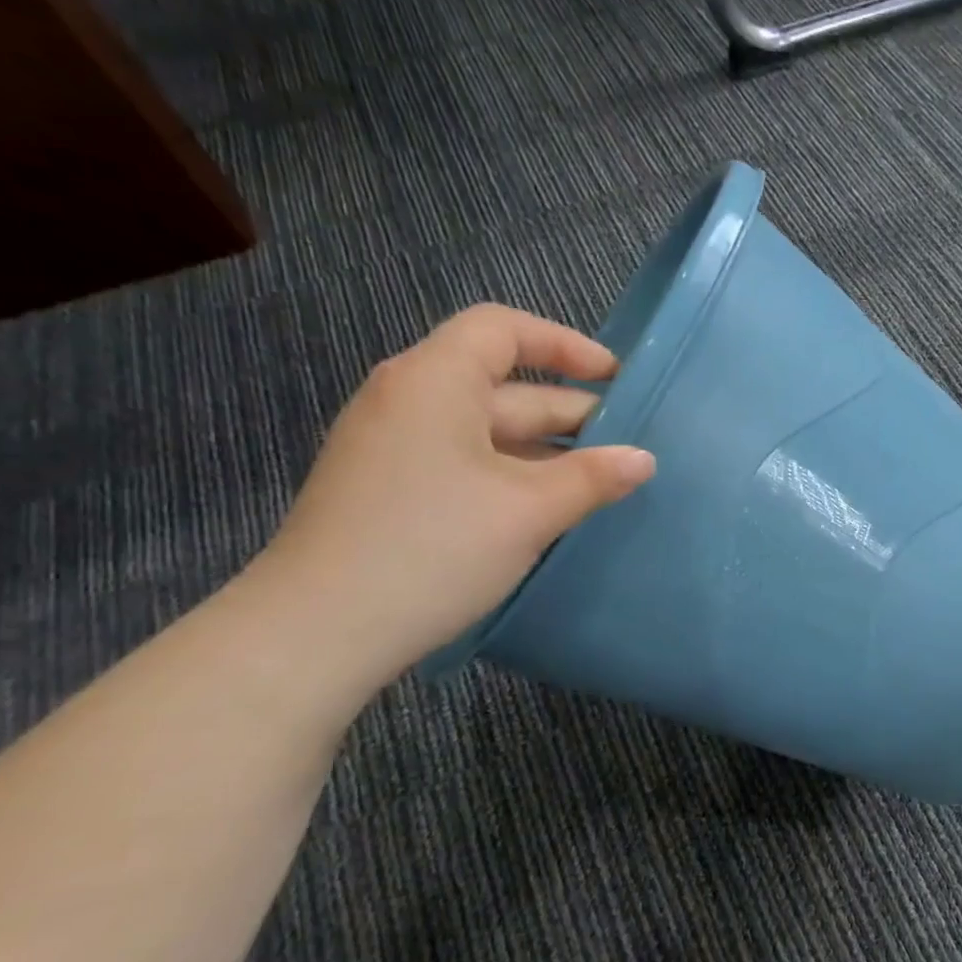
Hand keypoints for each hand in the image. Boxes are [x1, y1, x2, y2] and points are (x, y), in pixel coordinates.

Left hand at [249, 304, 654, 690]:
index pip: (503, 330)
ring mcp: (393, 447)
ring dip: (545, 451)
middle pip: (502, 386)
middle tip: (627, 447)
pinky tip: (548, 511)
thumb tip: (643, 459)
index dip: (565, 345)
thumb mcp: (529, 510)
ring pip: (486, 431)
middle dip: (568, 412)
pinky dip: (512, 475)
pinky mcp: (389, 490)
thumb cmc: (433, 548)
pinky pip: (465, 463)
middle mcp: (409, 400)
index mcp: (435, 381)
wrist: (318, 631)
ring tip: (600, 484)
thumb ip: (593, 478)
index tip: (616, 379)